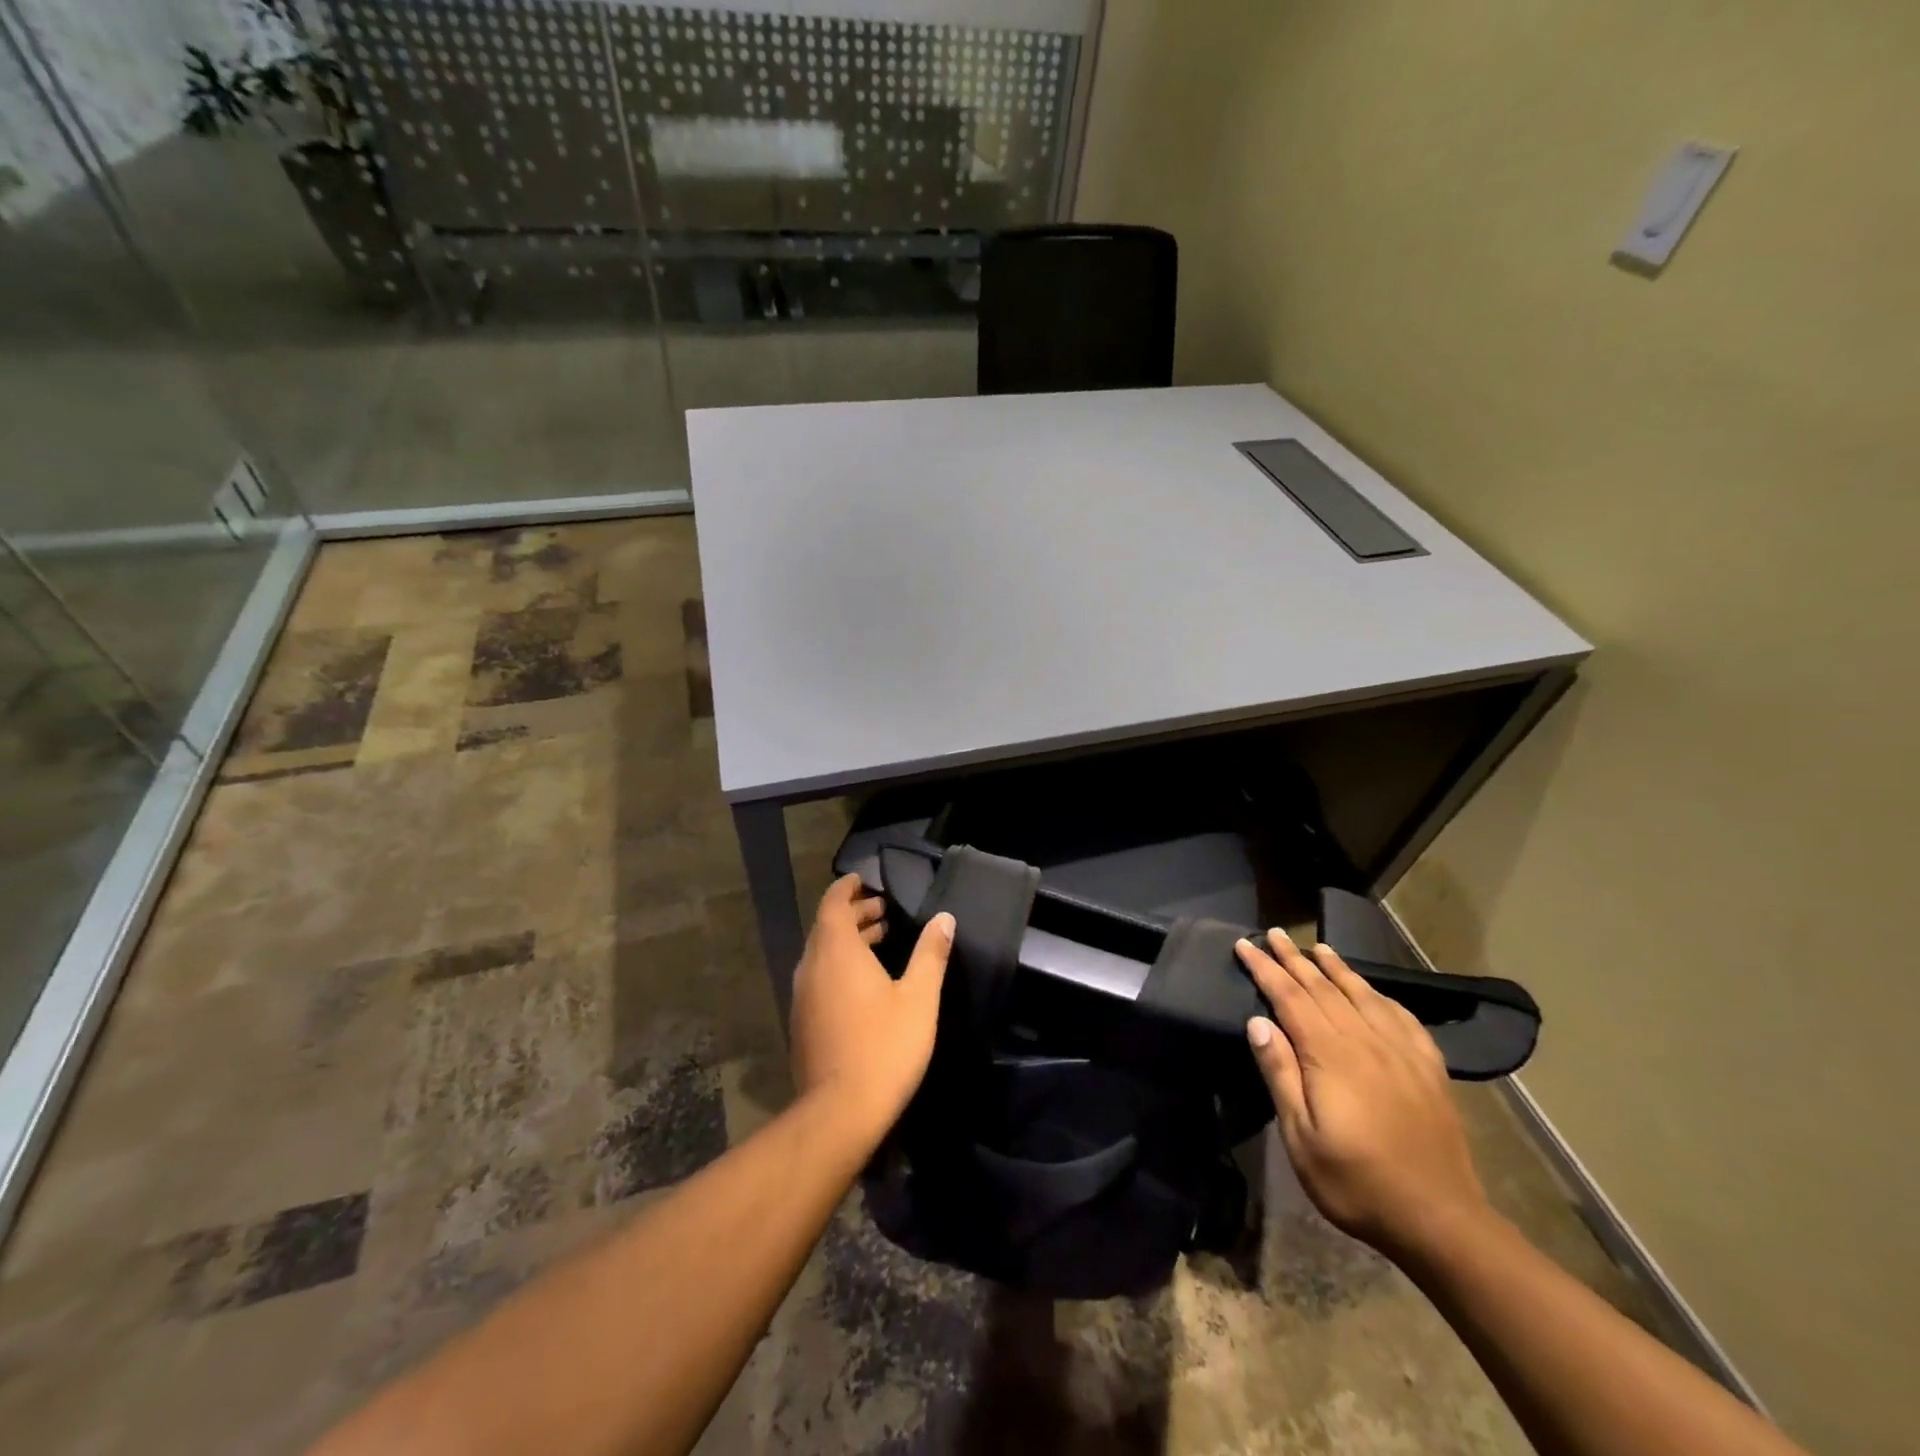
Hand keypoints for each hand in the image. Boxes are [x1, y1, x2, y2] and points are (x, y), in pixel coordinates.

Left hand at [789, 874, 954, 1141]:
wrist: (840, 1112)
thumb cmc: (884, 1046)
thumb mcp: (919, 997)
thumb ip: (930, 953)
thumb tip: (944, 918)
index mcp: (836, 951)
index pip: (833, 903)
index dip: (848, 888)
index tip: (865, 880)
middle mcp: (812, 967)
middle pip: (827, 927)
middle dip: (853, 914)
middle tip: (884, 912)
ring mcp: (802, 996)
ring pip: (821, 954)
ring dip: (847, 941)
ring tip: (880, 941)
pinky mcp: (801, 1022)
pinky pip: (818, 978)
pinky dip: (838, 966)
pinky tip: (864, 984)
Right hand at [1236, 929, 1491, 1259]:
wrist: (1441, 1220)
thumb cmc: (1357, 1182)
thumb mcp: (1301, 1138)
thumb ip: (1281, 1074)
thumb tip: (1258, 1022)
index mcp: (1330, 1055)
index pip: (1289, 998)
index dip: (1265, 969)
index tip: (1245, 945)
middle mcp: (1365, 1041)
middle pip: (1323, 988)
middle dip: (1294, 959)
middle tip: (1274, 934)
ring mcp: (1402, 1052)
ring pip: (1362, 995)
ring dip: (1336, 968)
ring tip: (1318, 947)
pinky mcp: (1429, 1068)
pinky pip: (1401, 1016)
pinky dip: (1380, 995)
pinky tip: (1373, 990)